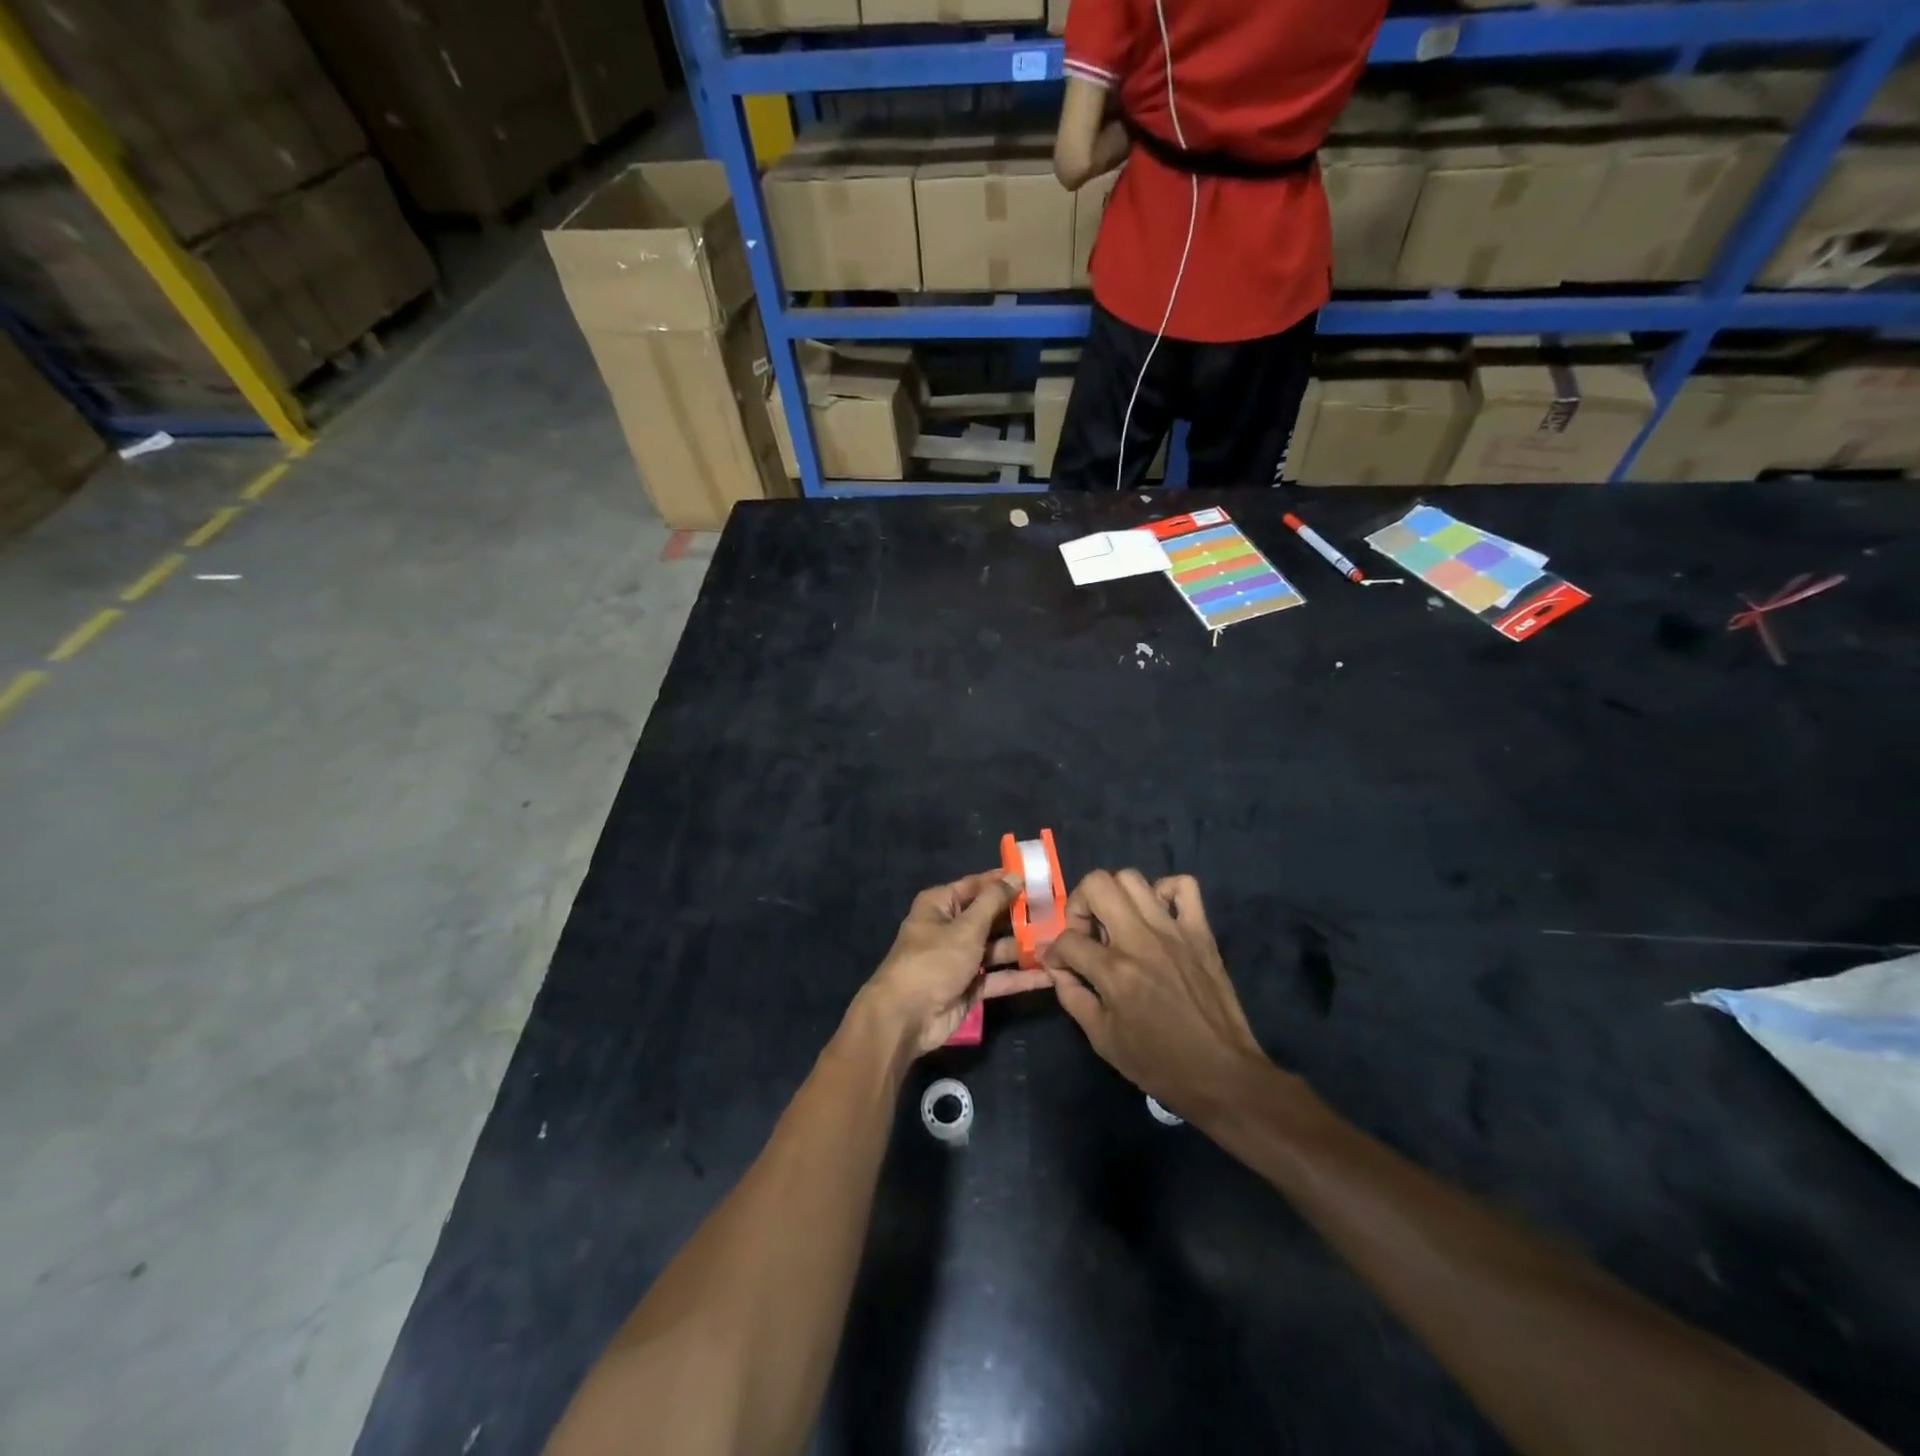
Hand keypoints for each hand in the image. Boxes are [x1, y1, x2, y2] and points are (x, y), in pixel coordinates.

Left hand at [856, 871, 1053, 1058]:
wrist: (906, 1017)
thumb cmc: (933, 960)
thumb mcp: (965, 927)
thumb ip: (993, 902)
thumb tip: (1014, 875)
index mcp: (941, 905)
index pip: (977, 885)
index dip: (1004, 881)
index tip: (1036, 877)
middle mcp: (951, 928)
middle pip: (991, 917)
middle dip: (1021, 917)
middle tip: (1058, 913)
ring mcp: (962, 959)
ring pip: (998, 948)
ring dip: (1025, 947)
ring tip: (1061, 943)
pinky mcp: (971, 986)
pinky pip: (999, 977)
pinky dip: (1021, 977)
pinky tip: (1050, 975)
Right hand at [1044, 871, 1272, 1124]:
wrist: (1222, 1074)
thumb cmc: (1158, 1064)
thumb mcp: (1102, 1039)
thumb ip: (1072, 996)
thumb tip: (1058, 967)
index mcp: (1115, 971)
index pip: (1068, 938)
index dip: (1056, 952)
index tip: (1061, 964)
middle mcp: (1141, 940)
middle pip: (1097, 884)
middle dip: (1079, 904)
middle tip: (1086, 931)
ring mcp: (1174, 931)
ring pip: (1132, 878)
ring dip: (1114, 896)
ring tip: (1117, 923)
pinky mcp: (1201, 932)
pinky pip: (1184, 886)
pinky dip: (1164, 891)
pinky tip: (1156, 915)